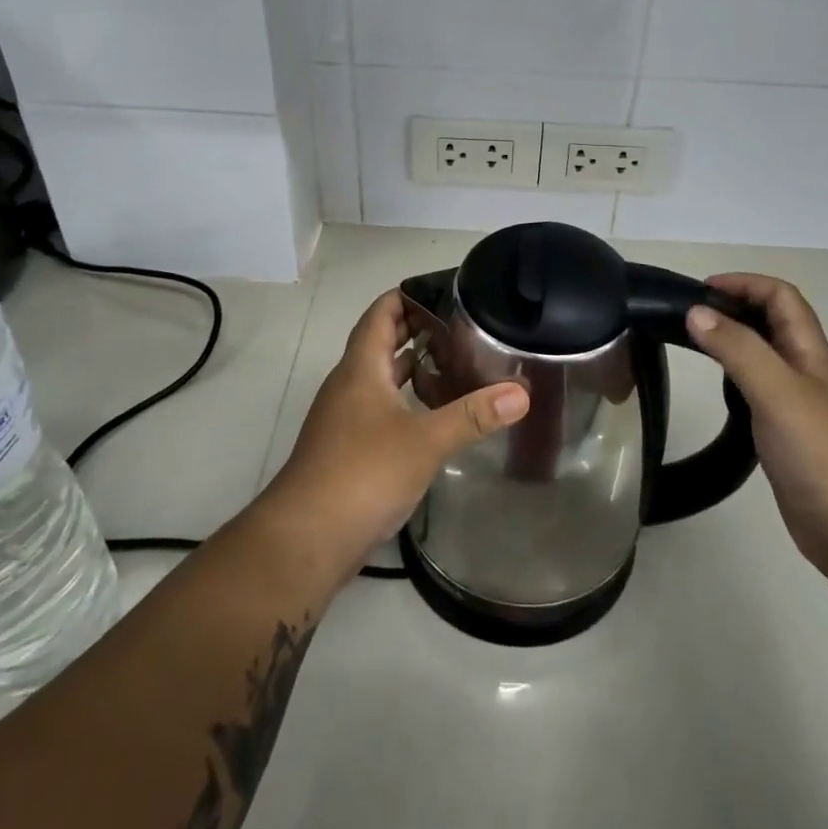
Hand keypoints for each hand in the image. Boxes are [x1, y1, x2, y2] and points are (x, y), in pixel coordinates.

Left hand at [265, 290, 528, 573]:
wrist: (305, 539)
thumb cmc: (362, 473)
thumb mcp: (424, 441)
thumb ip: (472, 415)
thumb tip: (521, 392)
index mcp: (360, 368)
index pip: (381, 313)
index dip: (408, 295)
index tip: (445, 289)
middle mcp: (349, 385)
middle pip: (380, 342)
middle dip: (416, 329)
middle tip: (462, 324)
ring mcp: (345, 419)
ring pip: (381, 378)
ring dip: (411, 366)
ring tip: (455, 361)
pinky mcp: (348, 450)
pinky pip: (380, 409)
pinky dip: (406, 400)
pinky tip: (434, 415)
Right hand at [687, 274, 827, 575]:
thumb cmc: (823, 453)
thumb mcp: (777, 391)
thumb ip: (738, 349)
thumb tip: (696, 311)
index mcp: (811, 354)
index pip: (782, 298)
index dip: (746, 283)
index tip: (702, 290)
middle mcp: (806, 374)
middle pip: (774, 324)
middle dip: (736, 308)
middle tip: (690, 316)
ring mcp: (799, 408)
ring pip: (765, 359)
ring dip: (734, 343)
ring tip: (695, 347)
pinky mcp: (788, 439)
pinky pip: (759, 395)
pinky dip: (735, 382)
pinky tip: (718, 396)